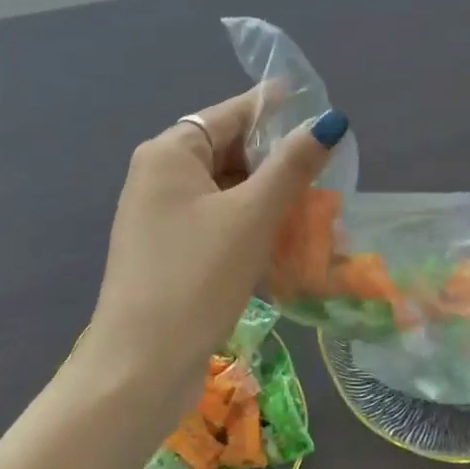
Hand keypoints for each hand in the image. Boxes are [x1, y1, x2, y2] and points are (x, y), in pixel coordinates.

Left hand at [87, 90, 345, 382]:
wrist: (140, 365)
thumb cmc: (197, 276)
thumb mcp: (253, 215)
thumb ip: (292, 166)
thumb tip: (329, 121)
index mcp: (169, 153)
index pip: (229, 113)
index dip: (273, 107)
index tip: (315, 104)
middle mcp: (158, 176)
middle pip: (227, 152)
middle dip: (275, 164)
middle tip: (325, 174)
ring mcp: (159, 217)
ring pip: (224, 192)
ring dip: (266, 200)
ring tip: (314, 213)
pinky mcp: (167, 252)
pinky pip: (215, 224)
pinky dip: (248, 228)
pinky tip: (283, 246)